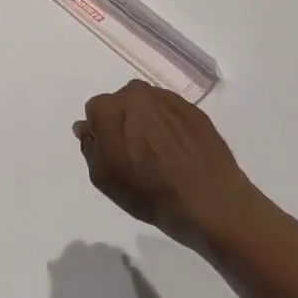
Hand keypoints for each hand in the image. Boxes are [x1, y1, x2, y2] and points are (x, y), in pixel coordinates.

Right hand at [73, 80, 281, 249]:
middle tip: (134, 155)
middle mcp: (140, 94)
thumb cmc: (149, 193)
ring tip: (159, 156)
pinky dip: (170, 128)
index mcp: (112, 107)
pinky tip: (177, 153)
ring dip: (147, 124)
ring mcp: (171, 100)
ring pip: (148, 107)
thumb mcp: (104, 177)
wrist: (211, 203)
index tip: (111, 154)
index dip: (100, 133)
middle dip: (123, 123)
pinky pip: (171, 114)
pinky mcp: (195, 111)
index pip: (95, 110)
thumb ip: (89, 146)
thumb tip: (86, 127)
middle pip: (122, 104)